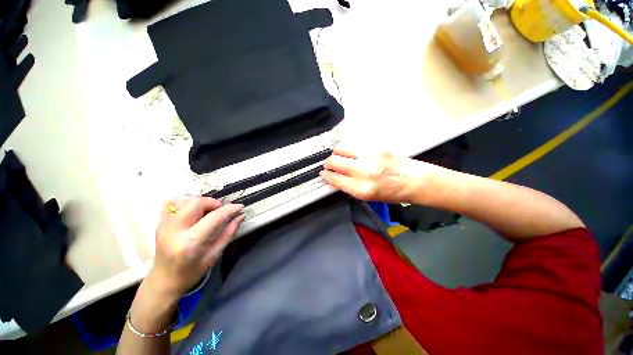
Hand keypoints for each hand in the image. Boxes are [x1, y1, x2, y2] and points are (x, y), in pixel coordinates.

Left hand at [149, 196, 243, 297]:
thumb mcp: (214, 255)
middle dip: (213, 203)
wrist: (163, 280)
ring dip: (200, 202)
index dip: (229, 209)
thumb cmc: (191, 271)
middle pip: (195, 203)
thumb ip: (228, 233)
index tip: (240, 207)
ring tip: (207, 211)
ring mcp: (164, 225)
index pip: (213, 218)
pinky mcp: (160, 223)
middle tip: (220, 210)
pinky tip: (193, 211)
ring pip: (183, 200)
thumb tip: (240, 216)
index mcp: (190, 243)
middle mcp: (174, 231)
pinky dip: (187, 202)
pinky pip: (172, 203)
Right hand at [321, 148, 429, 202]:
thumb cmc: (391, 194)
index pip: (334, 178)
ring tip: (339, 156)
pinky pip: (354, 145)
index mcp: (361, 189)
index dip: (326, 175)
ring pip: (341, 149)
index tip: (323, 173)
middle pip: (333, 161)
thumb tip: (334, 177)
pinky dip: (349, 150)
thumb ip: (349, 186)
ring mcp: (370, 156)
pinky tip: (353, 153)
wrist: (415, 181)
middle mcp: (363, 171)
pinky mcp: (376, 147)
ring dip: (336, 153)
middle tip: (329, 165)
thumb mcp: (367, 197)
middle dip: (327, 163)